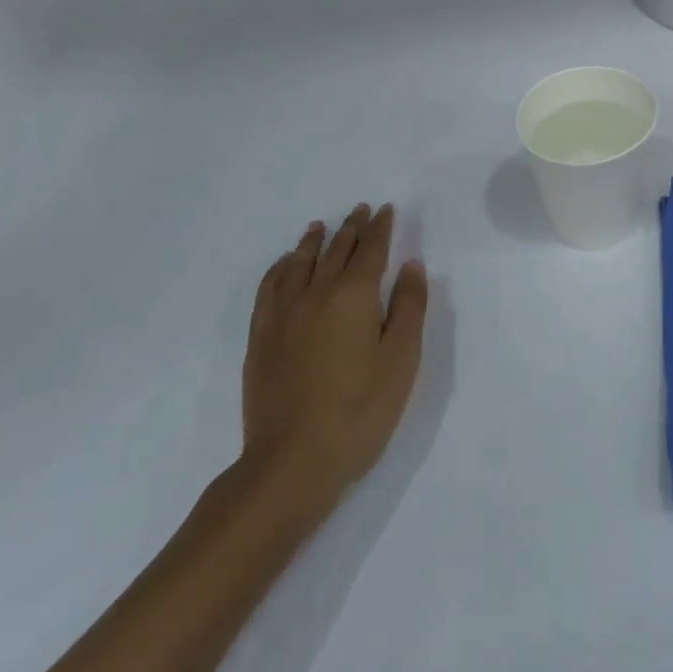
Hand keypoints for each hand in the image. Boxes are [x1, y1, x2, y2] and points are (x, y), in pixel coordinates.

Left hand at [240, 204, 428, 521]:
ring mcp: (283, 316)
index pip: (371, 251)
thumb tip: (410, 265)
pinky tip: (286, 265)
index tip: (386, 210)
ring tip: (321, 226)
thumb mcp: (401, 358)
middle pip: (335, 251)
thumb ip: (408, 307)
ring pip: (299, 264)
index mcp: (354, 296)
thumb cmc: (361, 409)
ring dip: (314, 241)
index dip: (381, 229)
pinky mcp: (262, 338)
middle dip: (351, 228)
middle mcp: (315, 295)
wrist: (293, 461)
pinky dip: (280, 268)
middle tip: (361, 210)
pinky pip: (270, 288)